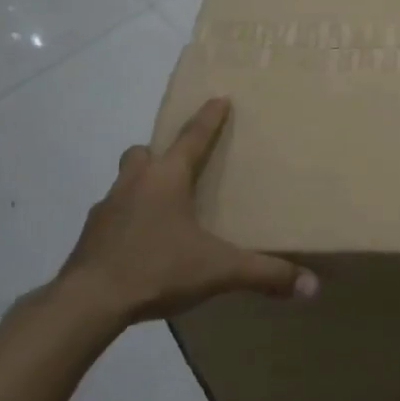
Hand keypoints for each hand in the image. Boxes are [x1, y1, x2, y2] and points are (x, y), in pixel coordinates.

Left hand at [55, 97, 316, 322]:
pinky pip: (112, 214)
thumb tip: (312, 286)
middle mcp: (135, 182)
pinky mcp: (90, 235)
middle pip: (145, 152)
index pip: (193, 137)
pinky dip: (127, 219)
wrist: (87, 302)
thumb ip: (264, 274)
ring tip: (162, 207)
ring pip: (125, 180)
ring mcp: (107, 207)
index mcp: (167, 178)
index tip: (218, 98)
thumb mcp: (218, 271)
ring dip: (141, 184)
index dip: (209, 118)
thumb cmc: (156, 268)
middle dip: (162, 152)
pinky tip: (140, 242)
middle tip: (180, 165)